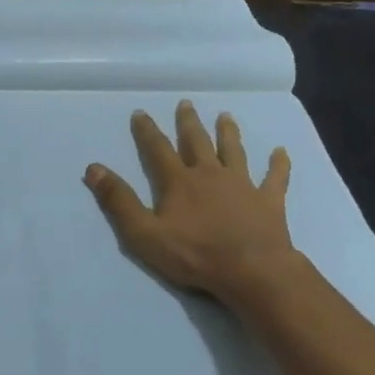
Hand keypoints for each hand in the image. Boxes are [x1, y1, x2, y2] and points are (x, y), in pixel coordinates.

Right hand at [85, 101, 303, 306]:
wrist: (251, 271)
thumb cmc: (194, 254)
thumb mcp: (144, 233)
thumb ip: (118, 201)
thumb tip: (93, 168)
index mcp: (179, 181)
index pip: (158, 149)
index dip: (147, 131)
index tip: (140, 112)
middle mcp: (210, 174)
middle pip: (197, 142)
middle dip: (189, 123)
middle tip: (186, 103)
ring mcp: (242, 185)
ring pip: (234, 151)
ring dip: (229, 133)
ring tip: (226, 116)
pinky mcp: (269, 201)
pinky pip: (275, 178)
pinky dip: (278, 164)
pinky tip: (281, 152)